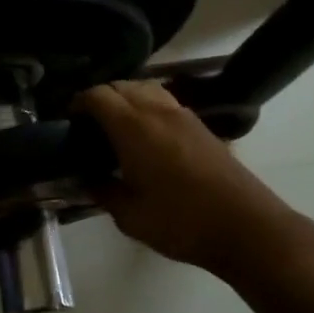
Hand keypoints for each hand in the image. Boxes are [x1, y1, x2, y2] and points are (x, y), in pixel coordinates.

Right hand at [73, 81, 295, 276]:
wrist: (245, 227)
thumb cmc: (180, 221)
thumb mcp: (130, 215)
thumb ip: (103, 191)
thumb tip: (88, 179)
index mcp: (133, 127)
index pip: (98, 95)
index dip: (78, 103)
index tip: (68, 122)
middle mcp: (157, 111)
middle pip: (122, 85)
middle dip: (100, 98)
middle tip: (89, 126)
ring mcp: (184, 116)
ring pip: (146, 89)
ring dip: (126, 99)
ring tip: (117, 128)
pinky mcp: (202, 127)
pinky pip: (165, 102)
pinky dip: (148, 108)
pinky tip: (146, 138)